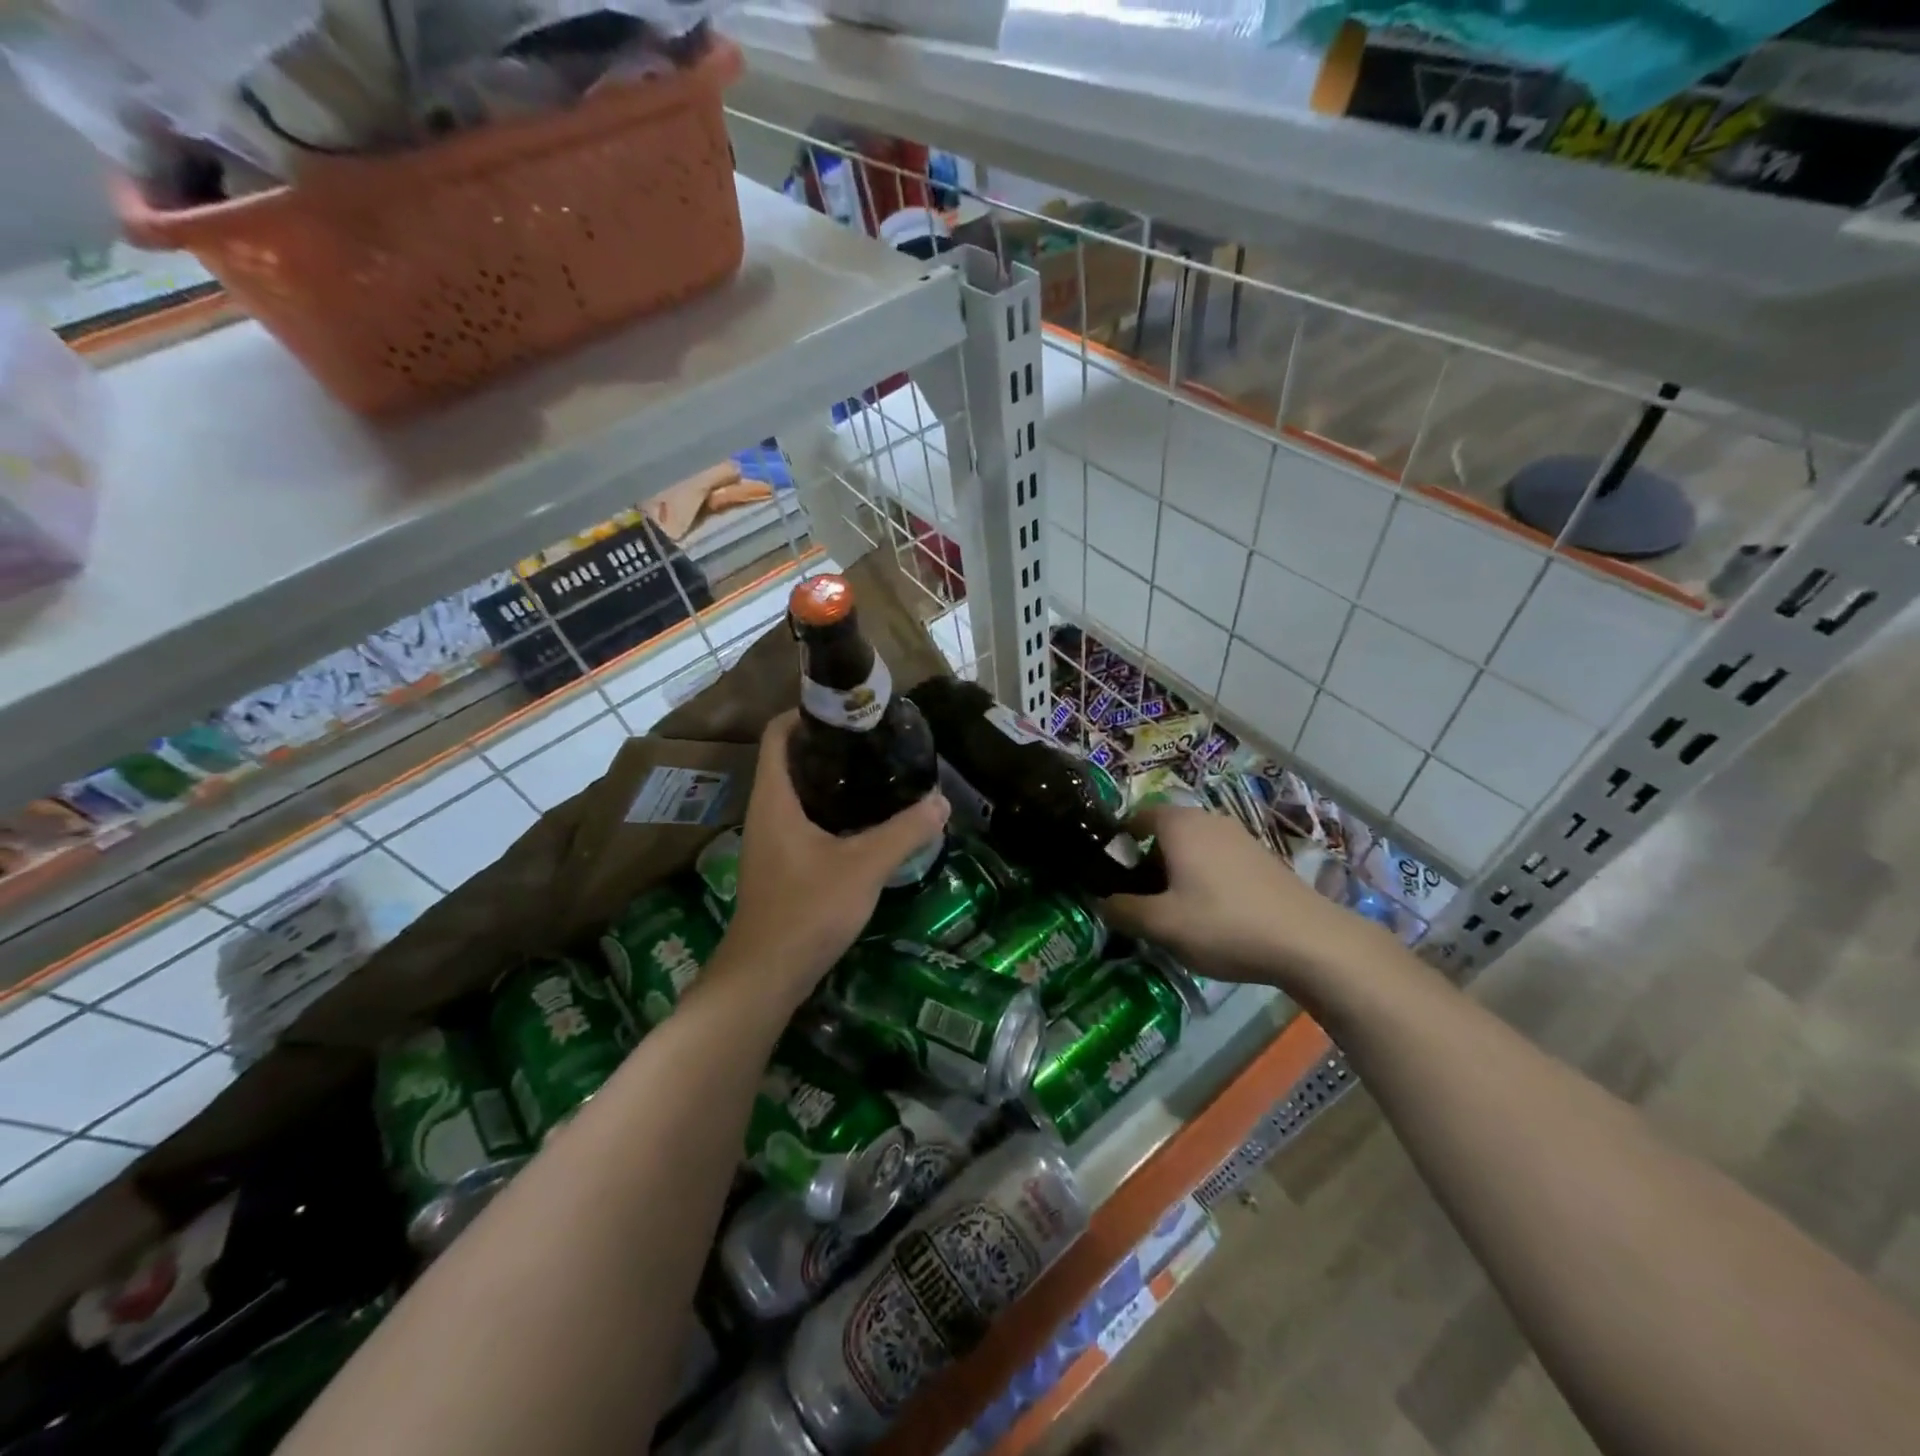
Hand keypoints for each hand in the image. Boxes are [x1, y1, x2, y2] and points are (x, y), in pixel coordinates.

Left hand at [723, 712, 949, 1006]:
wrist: (765, 977)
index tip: (848, 710)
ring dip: (831, 780)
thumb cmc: (806, 910)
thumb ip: (904, 832)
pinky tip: (865, 822)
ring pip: (799, 793)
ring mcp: (771, 841)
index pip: (777, 734)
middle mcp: (766, 812)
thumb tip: (941, 801)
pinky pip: (804, 821)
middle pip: (791, 760)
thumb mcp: (863, 866)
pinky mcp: (781, 865)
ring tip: (876, 774)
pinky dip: (831, 811)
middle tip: (874, 741)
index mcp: (774, 798)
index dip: (806, 713)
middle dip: (829, 746)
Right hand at [1099, 805, 1389, 992]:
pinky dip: (1205, 878)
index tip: (1111, 872)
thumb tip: (1101, 901)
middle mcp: (1209, 820)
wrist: (1309, 941)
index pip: (1138, 815)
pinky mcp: (1262, 859)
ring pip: (1194, 847)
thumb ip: (1123, 910)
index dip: (1119, 841)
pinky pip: (1219, 859)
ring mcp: (1240, 837)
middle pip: (1166, 832)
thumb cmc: (1223, 924)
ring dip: (1178, 871)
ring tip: (1173, 910)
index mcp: (1180, 825)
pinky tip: (1211, 914)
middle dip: (1148, 860)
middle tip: (1139, 897)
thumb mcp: (1161, 925)